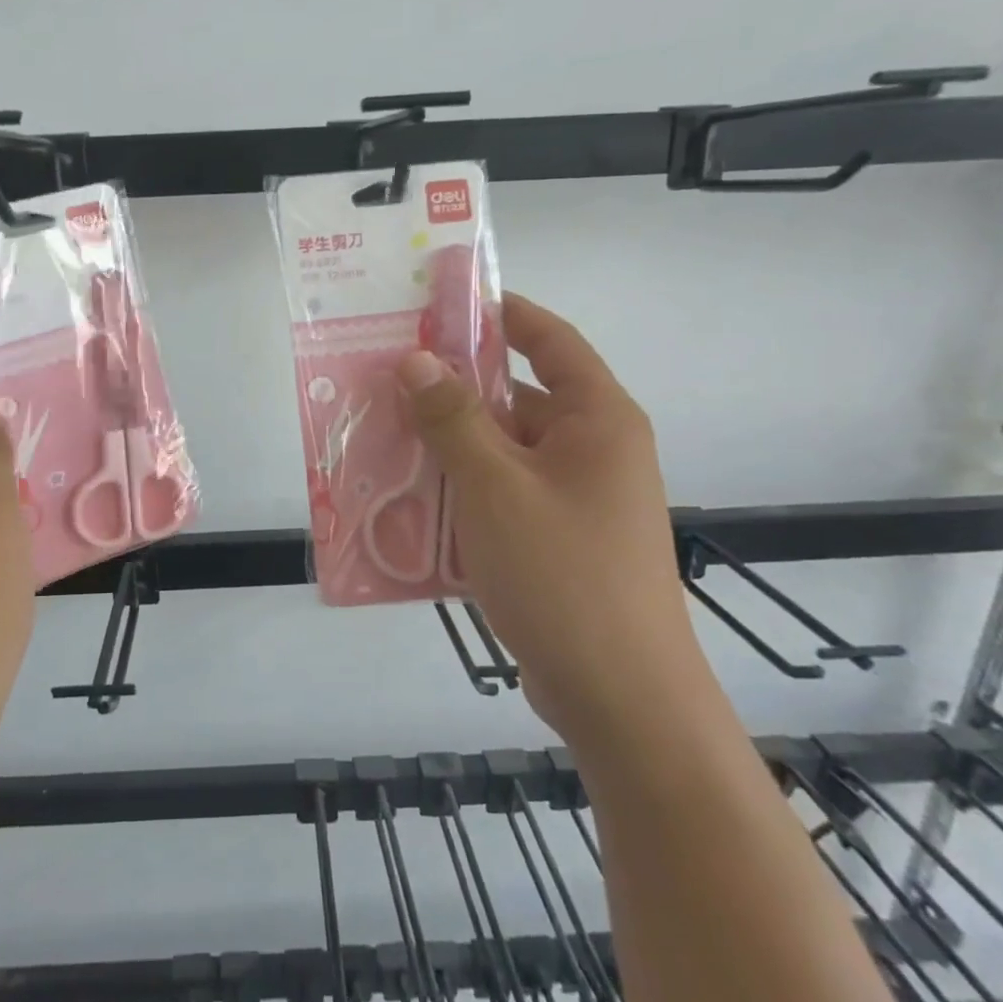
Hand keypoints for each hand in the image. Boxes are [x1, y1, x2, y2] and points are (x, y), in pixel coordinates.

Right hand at [398, 293, 693, 731]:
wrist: (621, 699)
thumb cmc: (563, 575)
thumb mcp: (496, 488)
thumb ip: (453, 419)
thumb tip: (416, 360)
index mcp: (597, 420)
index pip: (550, 340)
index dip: (501, 313)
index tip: (442, 302)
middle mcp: (592, 451)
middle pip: (517, 399)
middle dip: (453, 391)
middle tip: (386, 381)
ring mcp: (575, 500)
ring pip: (502, 453)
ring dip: (449, 447)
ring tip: (382, 439)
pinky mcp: (556, 542)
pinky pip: (501, 497)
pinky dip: (460, 493)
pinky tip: (409, 502)